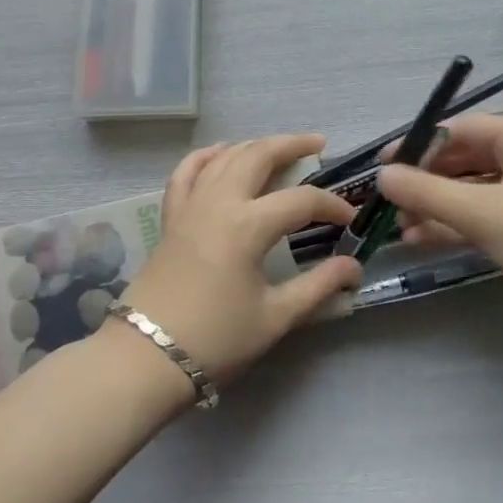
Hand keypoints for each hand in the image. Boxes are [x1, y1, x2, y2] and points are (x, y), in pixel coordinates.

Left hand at [120, 133, 361, 385]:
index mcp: (247, 225)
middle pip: (258, 155)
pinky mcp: (170, 217)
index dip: (331, 206)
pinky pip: (186, 172)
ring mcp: (190, 205)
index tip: (350, 219)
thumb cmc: (216, 339)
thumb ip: (318, 287)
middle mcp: (218, 202)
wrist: (148, 357)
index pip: (301, 201)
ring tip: (278, 148)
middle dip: (291, 145)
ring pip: (224, 157)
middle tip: (318, 145)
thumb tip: (354, 268)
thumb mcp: (275, 317)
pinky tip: (220, 152)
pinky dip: (205, 156)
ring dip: (254, 145)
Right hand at [377, 114, 502, 332]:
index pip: (461, 129)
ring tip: (398, 225)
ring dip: (437, 206)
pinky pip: (487, 216)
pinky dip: (457, 225)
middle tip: (388, 201)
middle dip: (426, 181)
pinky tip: (421, 240)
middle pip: (466, 160)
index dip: (419, 145)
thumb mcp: (483, 213)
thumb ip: (427, 192)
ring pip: (474, 192)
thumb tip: (382, 175)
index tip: (383, 166)